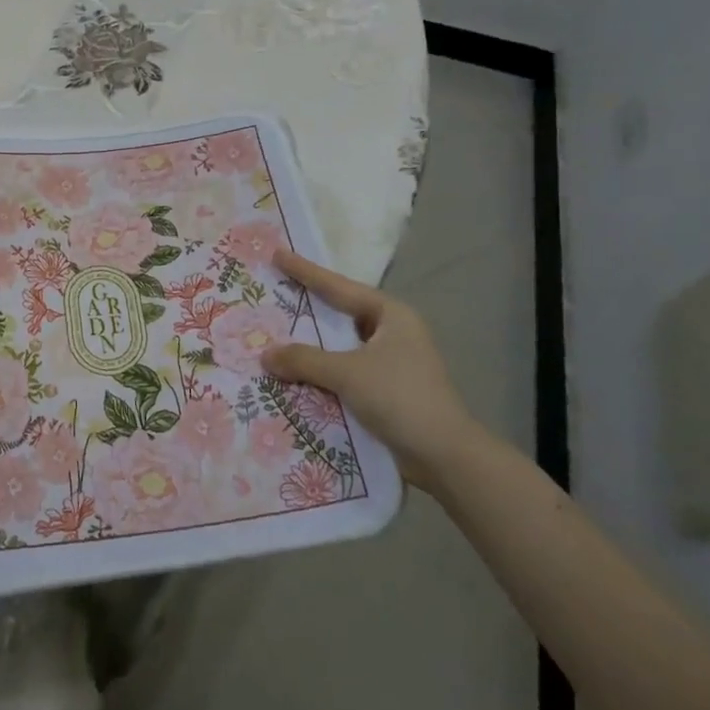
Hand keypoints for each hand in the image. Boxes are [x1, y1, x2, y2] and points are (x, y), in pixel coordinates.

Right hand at [262, 249, 481, 493]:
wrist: (444, 456)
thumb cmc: (399, 398)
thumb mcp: (347, 373)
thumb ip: (304, 360)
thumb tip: (265, 355)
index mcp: (391, 315)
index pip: (339, 287)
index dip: (306, 271)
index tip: (278, 254)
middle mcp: (393, 332)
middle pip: (341, 314)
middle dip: (308, 307)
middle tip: (275, 292)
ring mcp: (392, 362)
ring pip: (341, 345)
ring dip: (313, 345)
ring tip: (276, 334)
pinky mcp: (387, 389)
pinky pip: (345, 371)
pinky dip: (322, 371)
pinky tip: (295, 374)